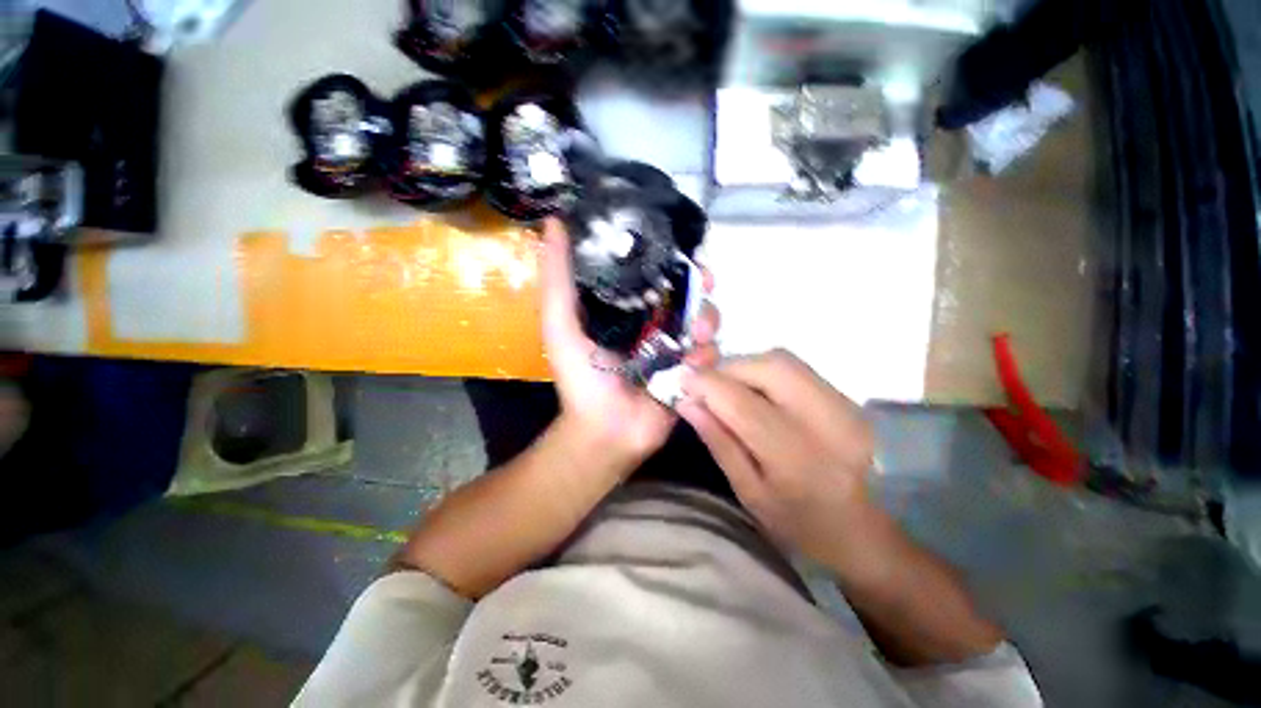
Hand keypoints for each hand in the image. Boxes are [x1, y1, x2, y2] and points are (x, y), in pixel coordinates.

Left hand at [539, 218, 718, 470]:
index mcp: (627, 308)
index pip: (655, 272)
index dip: (672, 257)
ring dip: (707, 321)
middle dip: (701, 286)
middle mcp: (655, 322)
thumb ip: (557, 277)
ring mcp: (676, 347)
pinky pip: (712, 354)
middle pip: (688, 293)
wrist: (605, 430)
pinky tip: (693, 366)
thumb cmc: (581, 376)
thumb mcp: (560, 322)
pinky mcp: (692, 371)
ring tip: (695, 336)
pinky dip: (708, 356)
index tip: (685, 250)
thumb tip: (554, 221)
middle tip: (706, 284)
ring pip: (705, 320)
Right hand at [678, 350, 874, 564]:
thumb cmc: (797, 522)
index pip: (743, 404)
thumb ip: (718, 441)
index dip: (708, 384)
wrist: (862, 531)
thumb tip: (687, 402)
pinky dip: (765, 370)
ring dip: (746, 366)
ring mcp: (843, 405)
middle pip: (769, 367)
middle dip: (728, 368)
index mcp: (797, 459)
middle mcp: (827, 422)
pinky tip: (755, 390)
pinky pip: (796, 367)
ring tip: (728, 387)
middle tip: (706, 384)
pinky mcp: (847, 398)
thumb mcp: (748, 492)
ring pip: (783, 361)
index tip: (682, 379)